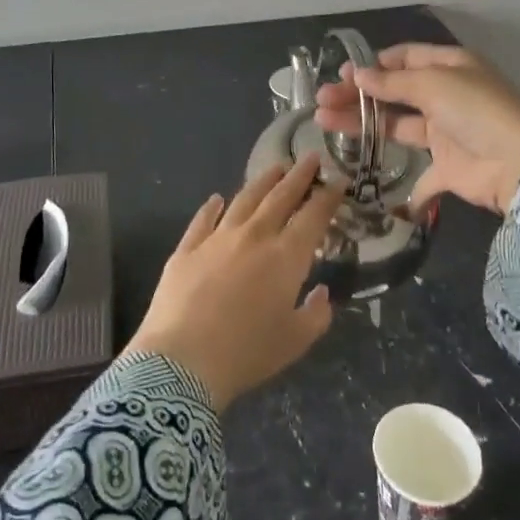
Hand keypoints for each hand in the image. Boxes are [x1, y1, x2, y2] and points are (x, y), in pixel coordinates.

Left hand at [124, 157, 342, 410]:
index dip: (328, 196)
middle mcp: (254, 237)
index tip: (338, 180)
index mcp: (286, 257)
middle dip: (299, 176)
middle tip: (310, 158)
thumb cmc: (246, 353)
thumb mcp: (295, 341)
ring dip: (262, 181)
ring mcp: (216, 239)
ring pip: (244, 200)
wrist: (182, 361)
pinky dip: (212, 207)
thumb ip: (316, 315)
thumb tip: (321, 292)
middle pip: (280, 197)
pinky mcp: (186, 249)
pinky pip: (202, 220)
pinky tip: (217, 199)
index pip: (313, 216)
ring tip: (275, 168)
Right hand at [315, 43, 519, 214]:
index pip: (405, 58)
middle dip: (357, 95)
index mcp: (449, 67)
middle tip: (321, 100)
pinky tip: (368, 176)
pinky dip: (403, 183)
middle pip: (393, 92)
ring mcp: (445, 132)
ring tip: (323, 121)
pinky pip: (420, 175)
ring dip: (362, 123)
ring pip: (396, 125)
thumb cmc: (476, 111)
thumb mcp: (434, 84)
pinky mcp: (447, 168)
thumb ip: (393, 82)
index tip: (343, 75)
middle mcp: (446, 96)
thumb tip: (359, 74)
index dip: (374, 65)